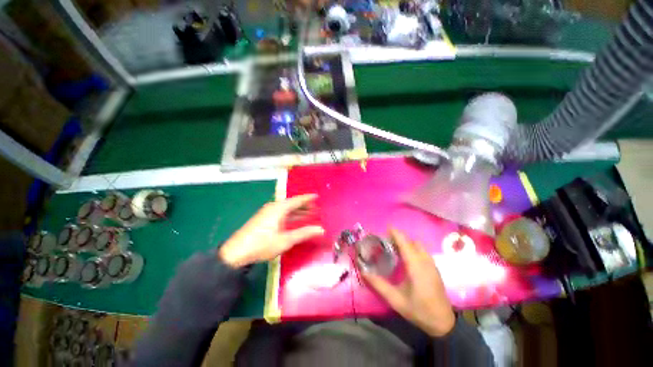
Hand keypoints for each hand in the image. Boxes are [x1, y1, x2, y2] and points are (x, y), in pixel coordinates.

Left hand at [219, 194, 323, 267]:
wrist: (236, 253)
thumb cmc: (263, 244)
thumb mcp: (286, 240)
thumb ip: (304, 233)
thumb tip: (321, 229)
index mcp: (279, 208)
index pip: (297, 200)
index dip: (308, 198)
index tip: (317, 196)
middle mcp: (273, 207)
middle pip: (292, 203)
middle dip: (304, 206)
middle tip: (315, 208)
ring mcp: (267, 212)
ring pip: (286, 209)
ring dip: (297, 211)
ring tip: (308, 214)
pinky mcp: (263, 219)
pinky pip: (281, 213)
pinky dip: (290, 215)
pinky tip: (294, 220)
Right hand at [363, 229, 455, 336]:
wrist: (443, 323)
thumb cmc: (419, 310)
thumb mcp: (395, 300)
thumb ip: (378, 284)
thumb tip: (363, 271)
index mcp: (415, 266)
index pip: (405, 242)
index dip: (395, 233)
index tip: (385, 228)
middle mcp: (425, 261)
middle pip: (411, 241)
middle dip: (399, 238)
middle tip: (387, 242)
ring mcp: (432, 264)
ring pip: (418, 245)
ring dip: (407, 243)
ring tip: (395, 249)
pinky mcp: (434, 268)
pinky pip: (422, 251)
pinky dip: (413, 248)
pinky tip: (406, 259)